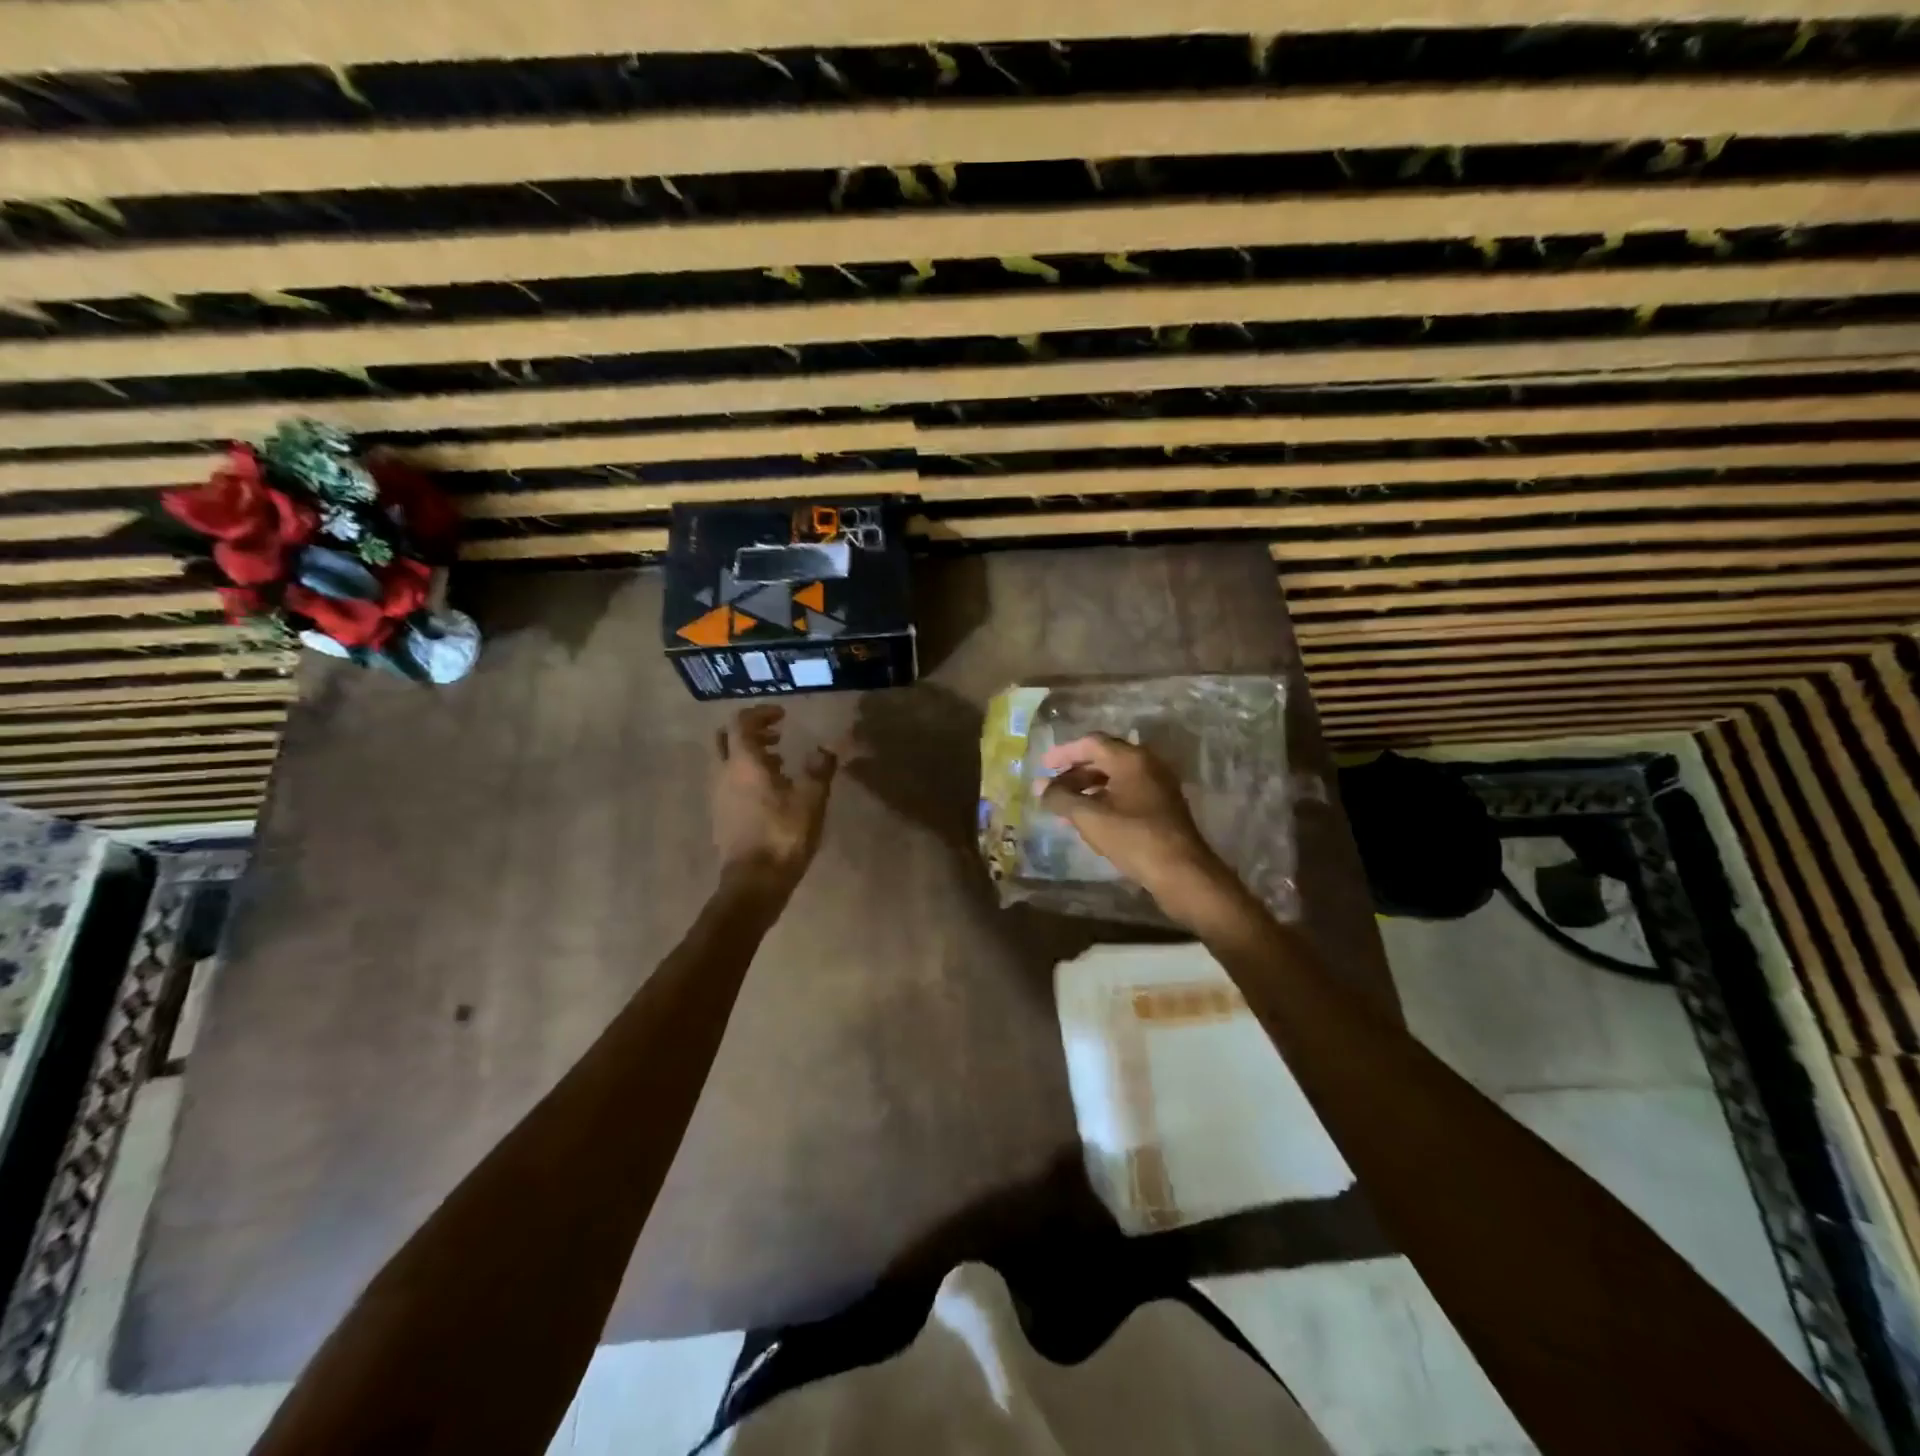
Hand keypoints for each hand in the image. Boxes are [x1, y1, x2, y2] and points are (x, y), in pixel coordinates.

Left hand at [711, 705, 838, 894]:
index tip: (782, 715)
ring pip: (725, 762)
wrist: (754, 882)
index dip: (760, 714)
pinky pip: (727, 783)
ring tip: (778, 763)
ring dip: (748, 755)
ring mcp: (717, 797)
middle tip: (775, 735)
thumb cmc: (783, 835)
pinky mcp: (719, 816)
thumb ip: (820, 770)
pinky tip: (769, 792)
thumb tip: (827, 748)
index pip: (741, 723)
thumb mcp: (811, 800)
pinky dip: (744, 775)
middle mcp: (723, 774)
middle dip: (749, 732)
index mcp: (743, 763)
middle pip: (724, 739)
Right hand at [1039, 734, 1230, 908]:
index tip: (1043, 767)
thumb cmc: (1133, 838)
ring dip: (1088, 787)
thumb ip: (1061, 798)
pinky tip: (1090, 819)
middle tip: (1052, 788)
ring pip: (1116, 777)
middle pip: (1104, 758)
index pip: (1091, 742)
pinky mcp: (1163, 806)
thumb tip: (1040, 787)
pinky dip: (1105, 799)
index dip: (1064, 752)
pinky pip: (1127, 792)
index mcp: (1131, 759)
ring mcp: (1158, 785)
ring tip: (1065, 806)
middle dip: (1074, 771)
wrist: (1181, 872)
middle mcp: (1147, 764)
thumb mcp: (1089, 817)